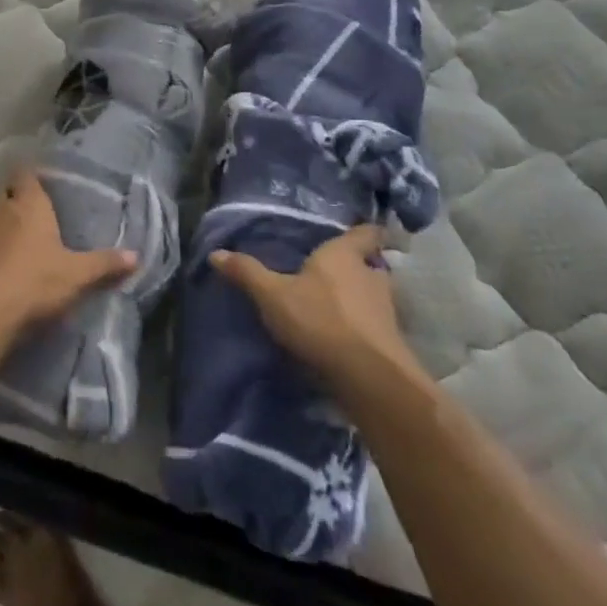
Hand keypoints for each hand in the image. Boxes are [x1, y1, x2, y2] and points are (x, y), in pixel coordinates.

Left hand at [0, 171, 135, 336]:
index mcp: (28, 204)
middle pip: (5, 193)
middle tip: (33, 215)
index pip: (26, 173)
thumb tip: (136, 256)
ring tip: (14, 244)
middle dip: (15, 200)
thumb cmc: (33, 284)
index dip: (33, 175)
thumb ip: (104, 264)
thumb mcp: (76, 276)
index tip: (43, 182)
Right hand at [211, 227, 427, 397]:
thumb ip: (247, 272)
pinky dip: (363, 329)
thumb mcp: (273, 295)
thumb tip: (215, 253)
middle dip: (356, 269)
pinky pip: (375, 327)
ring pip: (374, 296)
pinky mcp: (391, 343)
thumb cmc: (320, 319)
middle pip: (370, 265)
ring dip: (360, 300)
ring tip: (336, 307)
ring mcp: (386, 310)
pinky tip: (345, 339)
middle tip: (334, 274)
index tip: (361, 230)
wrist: (368, 376)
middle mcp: (371, 276)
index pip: (366, 233)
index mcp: (344, 255)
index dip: (365, 231)